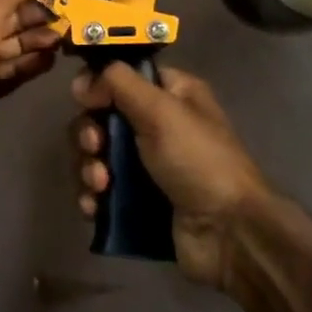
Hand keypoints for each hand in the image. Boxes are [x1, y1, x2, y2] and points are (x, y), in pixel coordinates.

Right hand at [72, 65, 270, 288]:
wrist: (228, 234)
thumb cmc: (198, 160)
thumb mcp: (162, 110)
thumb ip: (119, 83)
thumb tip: (83, 82)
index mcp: (171, 94)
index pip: (123, 76)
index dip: (99, 85)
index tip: (86, 100)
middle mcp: (158, 124)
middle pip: (102, 116)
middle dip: (89, 133)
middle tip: (95, 146)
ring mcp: (146, 166)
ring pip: (96, 155)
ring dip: (88, 168)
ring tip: (100, 185)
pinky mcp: (137, 201)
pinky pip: (100, 191)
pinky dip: (91, 196)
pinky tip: (94, 207)